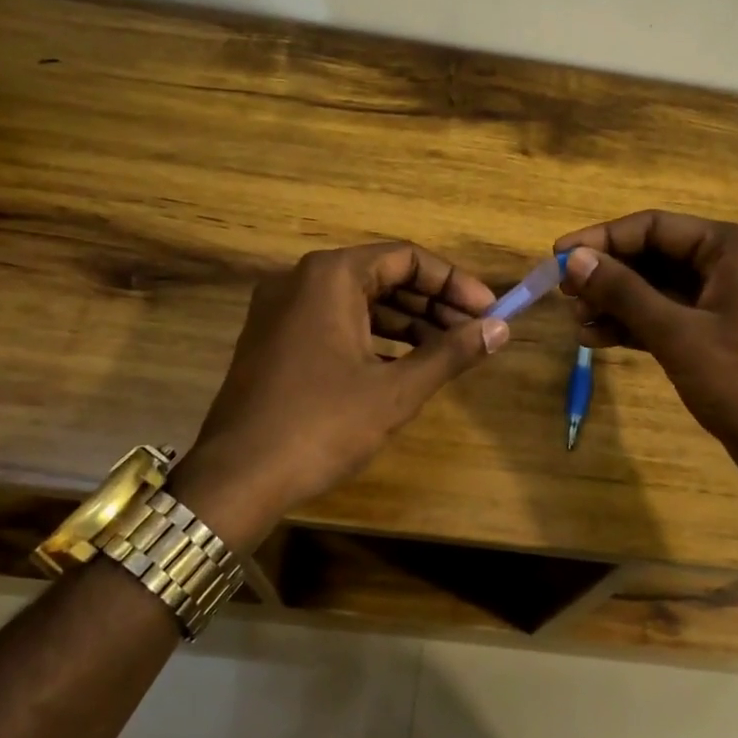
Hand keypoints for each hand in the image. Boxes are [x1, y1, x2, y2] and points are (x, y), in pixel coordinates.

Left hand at [172, 242, 506, 549]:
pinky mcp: (275, 340)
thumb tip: (501, 329)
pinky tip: (406, 364)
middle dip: (433, 303)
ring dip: (408, 322)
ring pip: (360, 302)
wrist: (236, 479)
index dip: (453, 283)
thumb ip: (451, 353)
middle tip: (475, 331)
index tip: (488, 310)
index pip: (406, 258)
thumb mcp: (395, 390)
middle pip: (383, 277)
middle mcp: (302, 280)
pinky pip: (336, 323)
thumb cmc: (321, 425)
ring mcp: (282, 310)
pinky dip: (374, 337)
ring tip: (450, 350)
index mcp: (330, 276)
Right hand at [554, 212, 737, 495]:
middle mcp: (728, 266)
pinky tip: (599, 340)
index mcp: (729, 248)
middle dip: (608, 274)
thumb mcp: (679, 334)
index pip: (653, 226)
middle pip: (654, 255)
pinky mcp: (719, 339)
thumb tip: (574, 259)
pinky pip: (668, 319)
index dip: (601, 238)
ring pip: (657, 290)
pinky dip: (635, 327)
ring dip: (616, 303)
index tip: (557, 256)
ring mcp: (725, 304)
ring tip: (577, 324)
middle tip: (564, 296)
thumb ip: (624, 293)